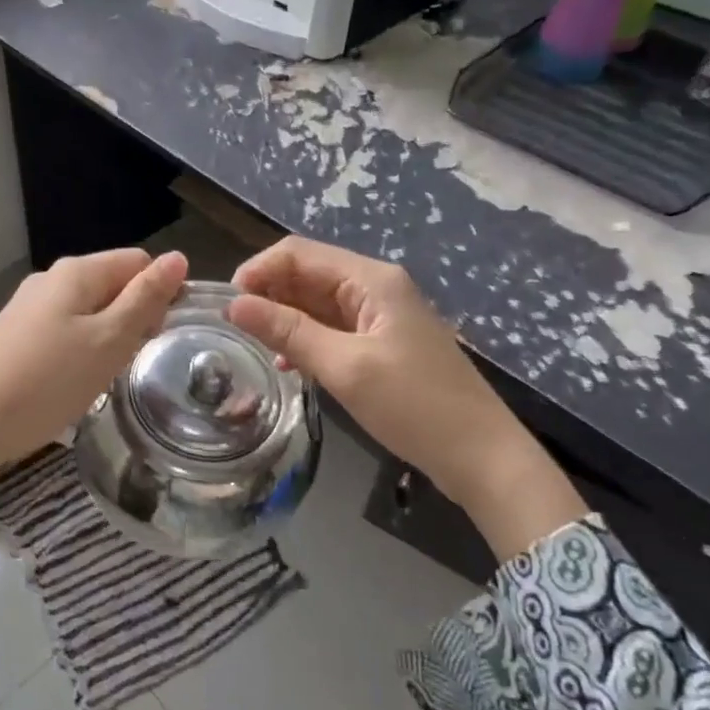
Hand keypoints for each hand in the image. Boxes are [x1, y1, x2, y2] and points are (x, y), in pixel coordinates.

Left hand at [0, 249, 188, 520]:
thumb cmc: (49, 380)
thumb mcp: (110, 340)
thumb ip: (145, 298)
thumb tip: (177, 258)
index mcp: (76, 271)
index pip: (138, 262)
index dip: (159, 292)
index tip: (159, 335)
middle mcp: (50, 279)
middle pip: (111, 284)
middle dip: (132, 317)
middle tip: (131, 360)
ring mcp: (28, 306)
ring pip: (88, 311)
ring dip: (106, 337)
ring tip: (103, 376)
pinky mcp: (13, 334)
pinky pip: (63, 330)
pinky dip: (79, 350)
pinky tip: (71, 381)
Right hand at [227, 237, 584, 559]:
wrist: (482, 457)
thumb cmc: (416, 406)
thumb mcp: (345, 367)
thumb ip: (288, 331)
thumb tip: (234, 305)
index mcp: (371, 279)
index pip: (299, 253)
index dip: (258, 270)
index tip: (227, 305)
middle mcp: (374, 286)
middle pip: (307, 274)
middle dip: (267, 293)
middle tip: (233, 328)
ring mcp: (378, 315)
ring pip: (315, 302)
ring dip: (283, 317)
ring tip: (253, 346)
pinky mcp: (379, 342)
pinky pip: (330, 327)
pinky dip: (304, 338)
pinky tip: (286, 362)